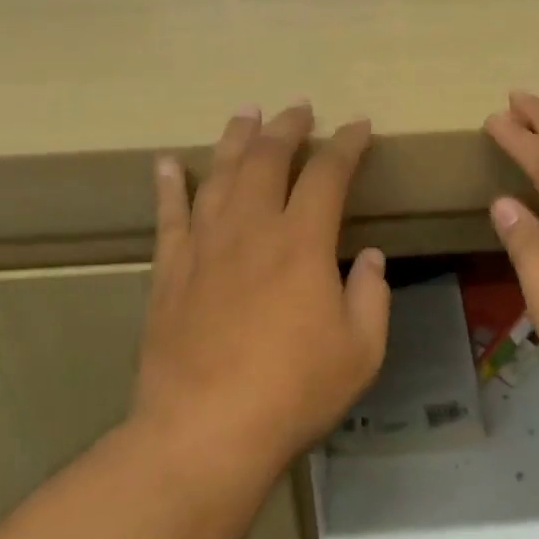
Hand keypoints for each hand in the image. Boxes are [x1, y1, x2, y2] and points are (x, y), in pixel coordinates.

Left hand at [134, 103, 389, 473]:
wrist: (205, 430)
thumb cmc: (294, 391)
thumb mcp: (361, 350)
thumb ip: (372, 296)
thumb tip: (370, 258)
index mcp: (303, 243)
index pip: (328, 174)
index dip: (346, 144)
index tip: (358, 126)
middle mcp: (251, 229)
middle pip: (267, 159)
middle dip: (287, 127)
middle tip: (298, 108)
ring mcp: (204, 246)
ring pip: (218, 175)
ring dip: (234, 139)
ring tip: (245, 114)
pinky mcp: (169, 271)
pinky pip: (168, 215)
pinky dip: (168, 185)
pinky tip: (166, 162)